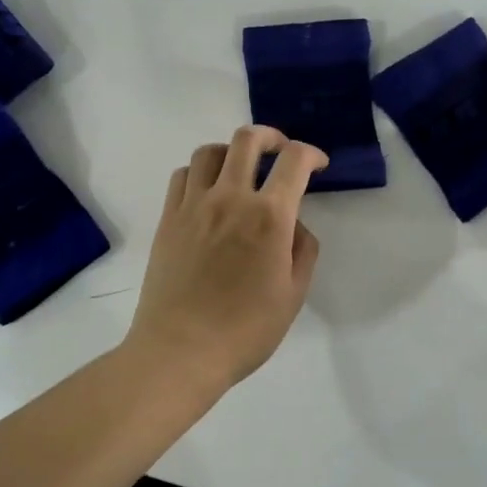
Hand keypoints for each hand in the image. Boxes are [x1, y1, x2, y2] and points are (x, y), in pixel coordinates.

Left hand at [124, 126, 327, 385]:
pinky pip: (182, 175)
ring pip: (210, 151)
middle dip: (271, 136)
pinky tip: (208, 191)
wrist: (180, 350)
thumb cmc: (245, 330)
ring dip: (232, 151)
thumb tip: (294, 224)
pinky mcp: (168, 218)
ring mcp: (194, 205)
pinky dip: (200, 172)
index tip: (318, 164)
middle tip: (280, 151)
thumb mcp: (293, 295)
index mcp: (268, 216)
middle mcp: (230, 198)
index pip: (293, 160)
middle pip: (248, 139)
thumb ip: (303, 250)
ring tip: (241, 168)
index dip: (311, 153)